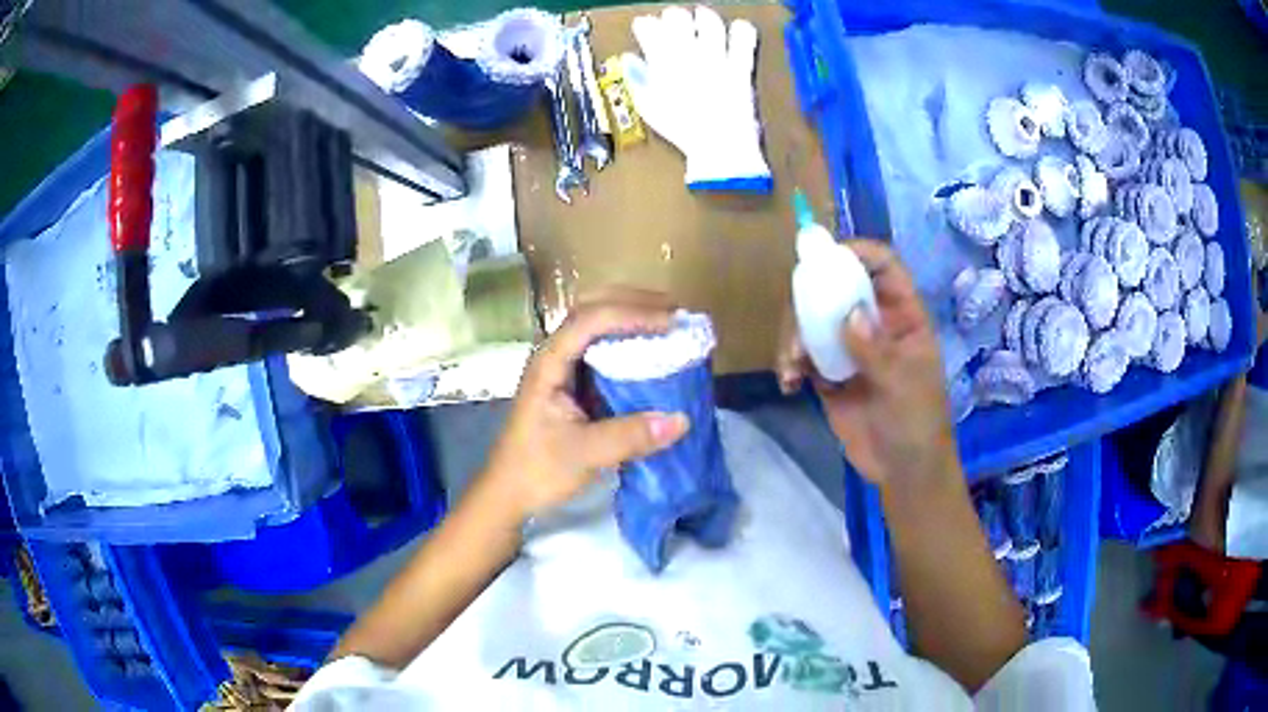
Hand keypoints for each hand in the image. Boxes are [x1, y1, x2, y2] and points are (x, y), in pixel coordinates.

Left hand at [480, 289, 690, 522]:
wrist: (510, 492)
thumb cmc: (537, 469)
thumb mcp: (584, 454)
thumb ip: (629, 436)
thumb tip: (681, 419)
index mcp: (550, 362)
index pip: (591, 320)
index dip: (633, 314)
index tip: (671, 324)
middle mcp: (555, 355)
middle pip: (592, 307)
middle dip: (634, 301)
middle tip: (675, 311)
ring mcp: (563, 367)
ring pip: (596, 325)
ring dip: (631, 316)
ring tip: (668, 323)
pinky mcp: (573, 384)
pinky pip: (602, 349)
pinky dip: (628, 342)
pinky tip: (651, 353)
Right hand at [777, 239, 958, 486]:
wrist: (903, 472)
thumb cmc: (919, 423)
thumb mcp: (904, 385)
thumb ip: (877, 350)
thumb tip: (847, 314)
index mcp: (902, 316)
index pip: (883, 267)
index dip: (858, 252)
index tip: (825, 257)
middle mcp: (873, 324)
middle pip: (837, 288)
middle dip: (810, 301)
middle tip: (797, 327)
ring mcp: (849, 349)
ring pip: (813, 320)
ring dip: (795, 337)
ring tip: (791, 366)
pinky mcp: (828, 375)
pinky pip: (803, 356)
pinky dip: (790, 364)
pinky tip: (788, 383)